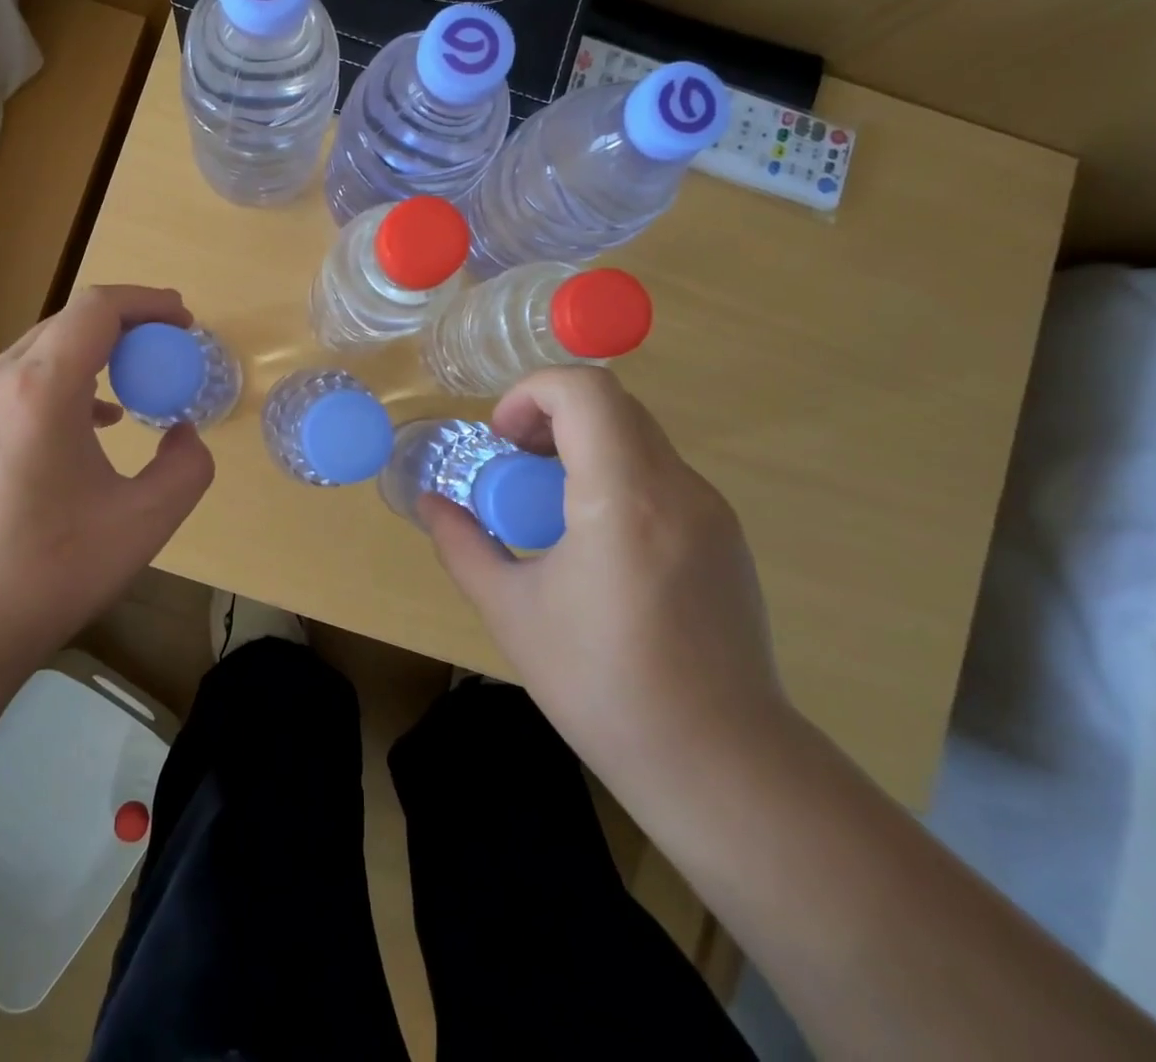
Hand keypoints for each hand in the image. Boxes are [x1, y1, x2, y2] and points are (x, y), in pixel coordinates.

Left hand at [0, 285, 214, 670]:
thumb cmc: (51, 571)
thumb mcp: (146, 521)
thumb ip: (188, 466)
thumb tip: (182, 431)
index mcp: (41, 390)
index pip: (98, 309)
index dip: (149, 303)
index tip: (186, 323)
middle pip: (69, 322)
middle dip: (127, 325)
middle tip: (169, 351)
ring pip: (42, 349)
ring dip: (95, 353)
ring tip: (136, 385)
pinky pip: (20, 381)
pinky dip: (65, 380)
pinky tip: (90, 422)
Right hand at [423, 366, 789, 797]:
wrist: (720, 763)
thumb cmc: (601, 686)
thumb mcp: (510, 612)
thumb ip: (462, 545)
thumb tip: (429, 504)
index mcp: (622, 498)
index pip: (584, 391)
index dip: (530, 393)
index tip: (500, 439)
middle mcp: (677, 488)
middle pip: (611, 404)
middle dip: (550, 416)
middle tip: (514, 466)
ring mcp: (711, 510)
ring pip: (637, 435)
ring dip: (582, 444)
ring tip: (548, 505)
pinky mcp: (725, 536)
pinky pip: (660, 473)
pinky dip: (614, 474)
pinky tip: (594, 539)